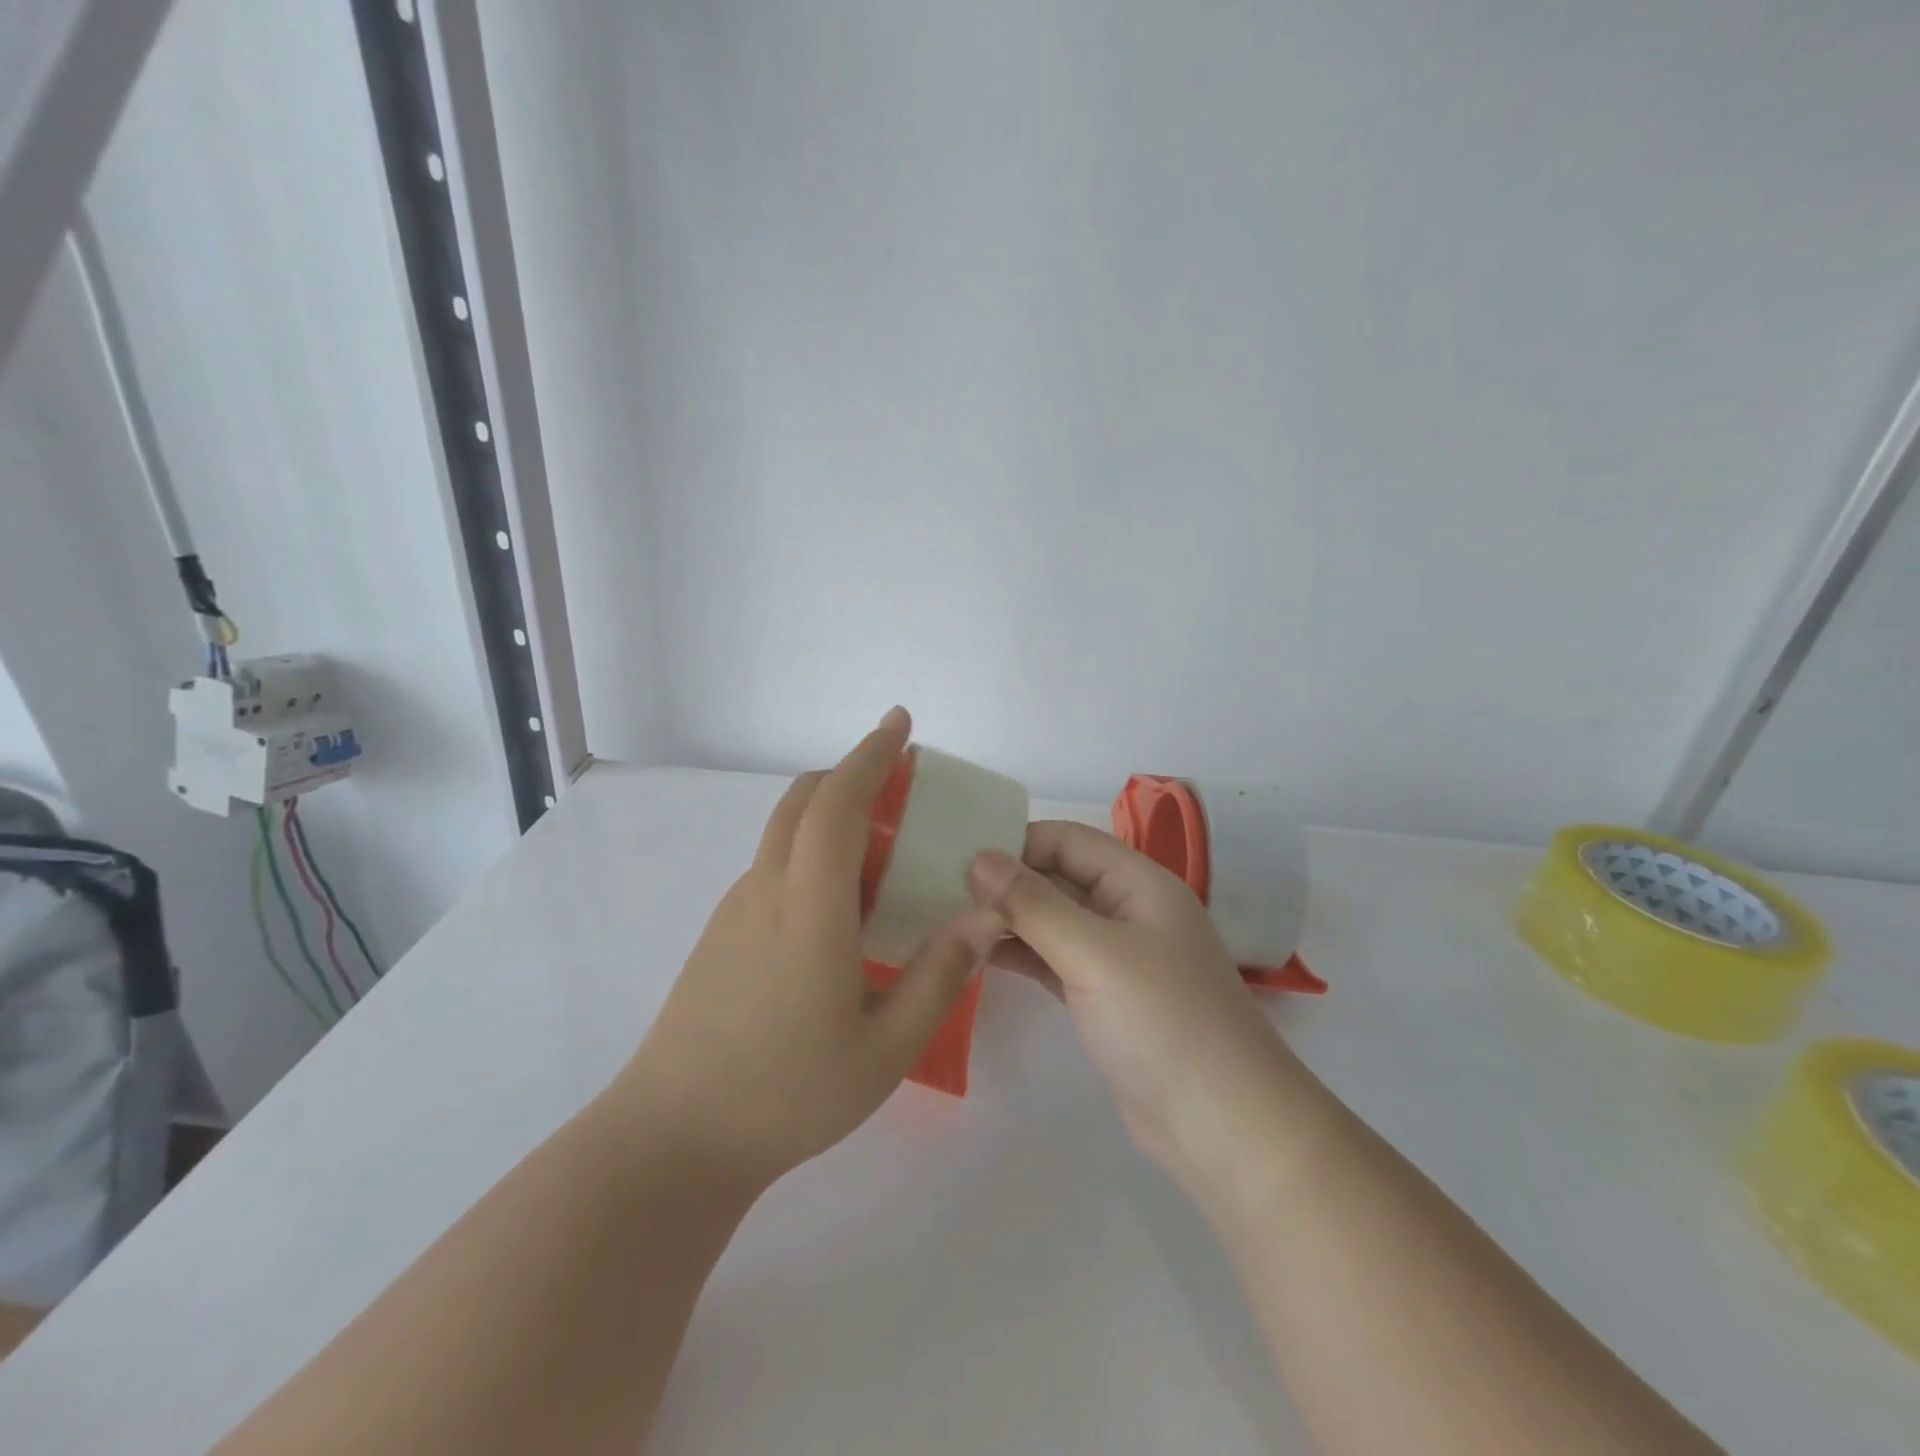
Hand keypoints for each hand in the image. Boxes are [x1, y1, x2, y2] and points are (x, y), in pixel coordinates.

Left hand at [611, 708, 1003, 1196]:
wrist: (672, 1140)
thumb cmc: (787, 1094)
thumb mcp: (885, 1047)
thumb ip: (938, 975)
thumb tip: (984, 916)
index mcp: (808, 907)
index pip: (838, 803)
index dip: (871, 756)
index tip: (900, 725)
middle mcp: (767, 891)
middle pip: (803, 801)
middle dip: (852, 774)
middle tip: (902, 783)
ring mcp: (736, 911)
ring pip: (786, 833)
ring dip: (833, 816)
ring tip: (886, 853)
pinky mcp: (722, 934)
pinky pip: (775, 867)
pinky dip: (814, 853)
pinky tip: (843, 908)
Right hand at [968, 824, 1314, 1193]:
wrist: (1224, 1127)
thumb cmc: (1163, 1022)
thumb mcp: (1094, 954)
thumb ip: (1034, 904)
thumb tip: (978, 858)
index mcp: (1138, 883)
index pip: (1067, 839)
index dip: (1016, 842)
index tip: (959, 857)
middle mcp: (1127, 910)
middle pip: (1057, 877)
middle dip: (1005, 882)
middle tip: (941, 891)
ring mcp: (1115, 956)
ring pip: (1051, 921)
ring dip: (1007, 920)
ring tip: (949, 922)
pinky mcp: (1102, 997)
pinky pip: (1053, 960)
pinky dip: (1019, 955)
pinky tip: (977, 957)